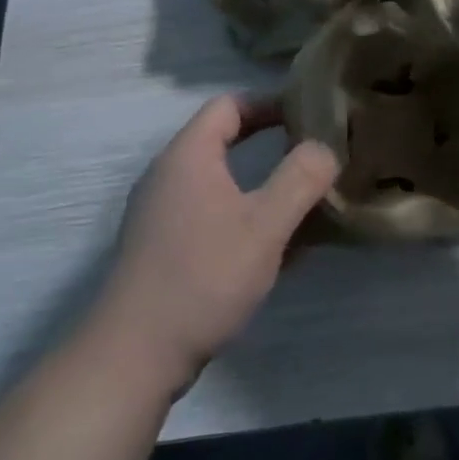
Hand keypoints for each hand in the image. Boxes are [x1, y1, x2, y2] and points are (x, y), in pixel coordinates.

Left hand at [95, 95, 337, 386]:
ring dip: (261, 185)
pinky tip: (276, 248)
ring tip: (304, 201)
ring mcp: (162, 214)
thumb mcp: (265, 225)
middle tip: (313, 154)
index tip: (310, 116)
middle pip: (224, 140)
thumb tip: (323, 148)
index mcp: (188, 156)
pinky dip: (244, 216)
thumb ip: (300, 178)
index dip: (271, 103)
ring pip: (220, 182)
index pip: (229, 105)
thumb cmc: (204, 276)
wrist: (135, 356)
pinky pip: (211, 215)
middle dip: (271, 143)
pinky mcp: (163, 249)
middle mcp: (169, 176)